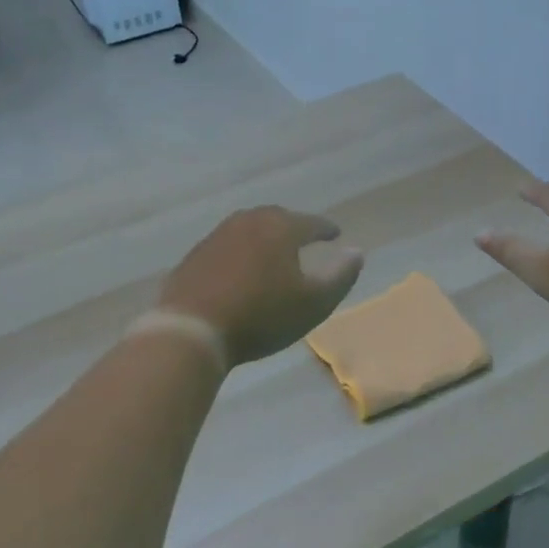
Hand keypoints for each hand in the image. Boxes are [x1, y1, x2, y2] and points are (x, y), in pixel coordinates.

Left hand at [158, 207, 364, 367]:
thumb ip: (340, 277)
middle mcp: (248, 222)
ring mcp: (217, 236)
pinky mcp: (195, 255)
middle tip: (304, 238)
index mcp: (280, 228)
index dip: (326, 229)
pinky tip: (239, 269)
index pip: (311, 222)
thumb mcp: (313, 303)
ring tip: (273, 252)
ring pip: (248, 229)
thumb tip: (356, 252)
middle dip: (293, 226)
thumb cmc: (260, 315)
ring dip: (264, 237)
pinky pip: (226, 246)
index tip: (336, 234)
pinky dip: (240, 252)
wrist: (191, 329)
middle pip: (277, 218)